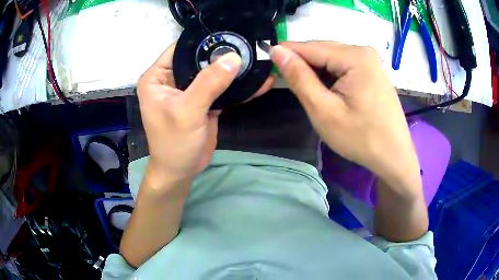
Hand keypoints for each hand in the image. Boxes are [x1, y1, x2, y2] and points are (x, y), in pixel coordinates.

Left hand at [137, 43, 272, 185]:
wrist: (182, 171)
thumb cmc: (174, 143)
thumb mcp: (187, 111)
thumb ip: (209, 83)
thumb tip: (233, 57)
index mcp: (157, 77)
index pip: (180, 48)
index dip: (203, 41)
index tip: (230, 33)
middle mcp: (171, 78)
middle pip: (199, 58)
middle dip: (222, 53)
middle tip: (249, 44)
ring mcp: (189, 89)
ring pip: (212, 72)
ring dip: (233, 69)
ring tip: (257, 58)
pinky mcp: (203, 100)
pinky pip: (221, 88)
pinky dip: (237, 86)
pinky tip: (259, 81)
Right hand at [271, 41, 420, 196]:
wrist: (394, 156)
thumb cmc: (361, 138)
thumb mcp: (324, 111)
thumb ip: (299, 78)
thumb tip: (277, 51)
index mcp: (354, 56)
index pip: (310, 47)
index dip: (285, 53)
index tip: (266, 63)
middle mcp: (363, 51)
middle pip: (322, 50)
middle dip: (302, 64)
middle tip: (286, 83)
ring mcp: (370, 61)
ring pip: (332, 58)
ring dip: (316, 71)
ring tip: (308, 91)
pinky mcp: (372, 71)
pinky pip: (344, 66)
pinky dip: (330, 75)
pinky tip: (327, 91)